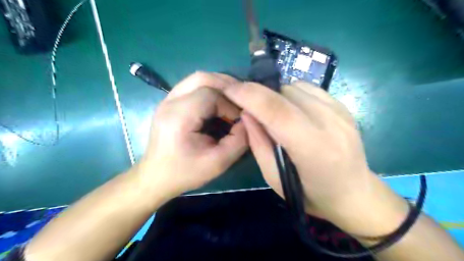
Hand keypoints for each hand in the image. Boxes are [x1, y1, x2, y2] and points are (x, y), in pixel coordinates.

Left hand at [136, 72, 247, 198]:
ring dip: (218, 85)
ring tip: (232, 100)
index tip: (239, 120)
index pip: (210, 94)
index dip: (230, 104)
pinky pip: (193, 85)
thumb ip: (239, 141)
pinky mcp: (169, 102)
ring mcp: (167, 99)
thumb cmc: (185, 172)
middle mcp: (170, 102)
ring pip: (197, 78)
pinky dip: (210, 89)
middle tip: (240, 101)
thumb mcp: (218, 163)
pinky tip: (218, 103)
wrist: (156, 176)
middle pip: (203, 78)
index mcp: (179, 117)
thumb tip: (249, 120)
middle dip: (226, 86)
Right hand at [220, 81, 404, 232]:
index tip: (230, 89)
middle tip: (248, 104)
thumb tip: (247, 113)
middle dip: (260, 93)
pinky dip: (292, 94)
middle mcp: (331, 124)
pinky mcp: (344, 107)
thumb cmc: (311, 195)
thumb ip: (259, 144)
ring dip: (276, 95)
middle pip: (286, 93)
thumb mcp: (275, 179)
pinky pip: (309, 88)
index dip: (250, 96)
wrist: (355, 194)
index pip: (278, 111)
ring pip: (296, 87)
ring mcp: (341, 112)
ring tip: (273, 112)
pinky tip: (291, 110)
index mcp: (314, 149)